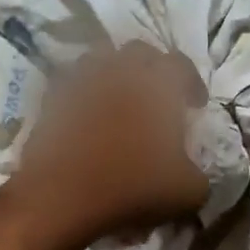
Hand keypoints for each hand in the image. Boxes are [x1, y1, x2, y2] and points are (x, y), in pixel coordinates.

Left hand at [13, 42, 211, 245]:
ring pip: (98, 61)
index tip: (195, 106)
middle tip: (157, 97)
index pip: (181, 64)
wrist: (61, 198)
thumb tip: (192, 172)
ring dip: (113, 74)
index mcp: (157, 85)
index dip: (192, 82)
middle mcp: (118, 73)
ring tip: (119, 101)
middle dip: (152, 69)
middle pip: (138, 52)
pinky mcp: (50, 104)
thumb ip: (198, 175)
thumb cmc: (132, 187)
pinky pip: (70, 88)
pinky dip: (82, 97)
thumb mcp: (187, 192)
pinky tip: (87, 120)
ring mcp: (80, 84)